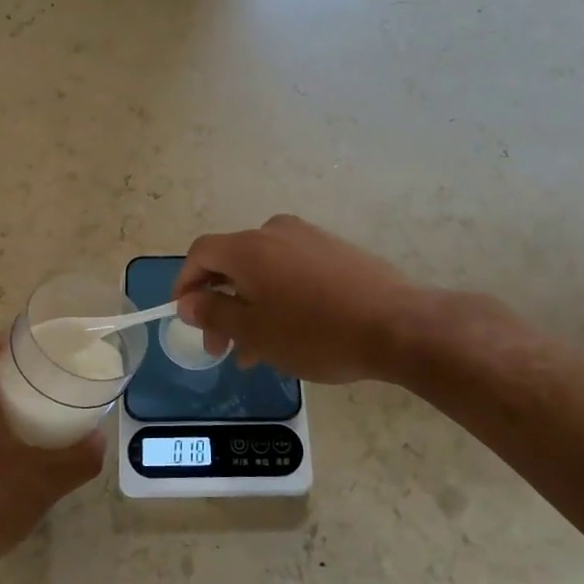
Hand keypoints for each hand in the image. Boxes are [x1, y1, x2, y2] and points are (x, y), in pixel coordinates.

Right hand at [173, 215, 426, 383]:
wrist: (398, 326)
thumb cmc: (316, 333)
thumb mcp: (255, 332)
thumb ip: (214, 314)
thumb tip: (188, 302)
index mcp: (249, 247)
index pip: (200, 254)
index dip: (185, 284)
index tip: (185, 318)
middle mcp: (274, 232)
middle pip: (231, 262)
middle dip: (219, 304)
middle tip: (221, 347)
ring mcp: (308, 238)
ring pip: (262, 270)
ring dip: (249, 305)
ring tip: (256, 352)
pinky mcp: (335, 250)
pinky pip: (291, 269)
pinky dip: (278, 296)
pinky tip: (290, 332)